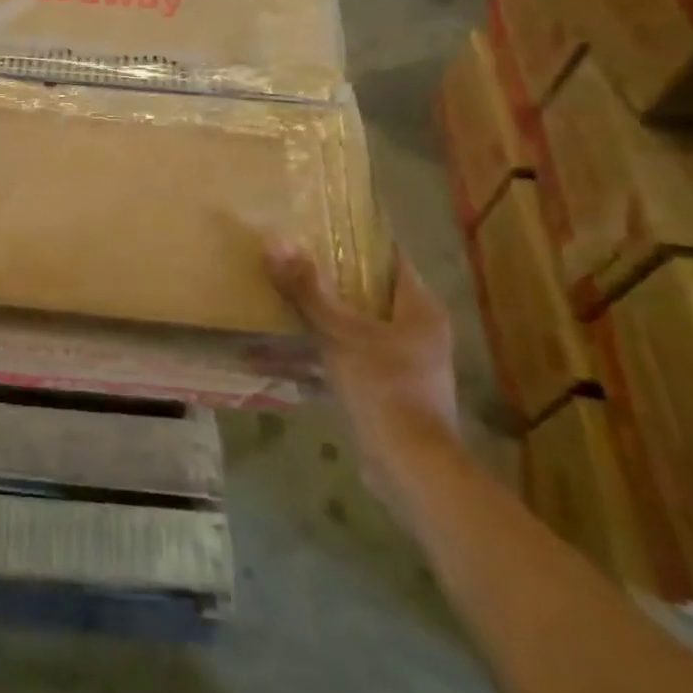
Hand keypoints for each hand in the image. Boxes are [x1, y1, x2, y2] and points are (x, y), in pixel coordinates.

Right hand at [266, 242, 460, 508]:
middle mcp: (418, 331)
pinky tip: (283, 353)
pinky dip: (322, 353)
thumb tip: (274, 242)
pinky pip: (349, 358)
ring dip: (324, 317)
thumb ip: (307, 291)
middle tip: (293, 258)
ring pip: (358, 326)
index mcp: (419, 309)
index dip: (361, 239)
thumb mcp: (339, 333)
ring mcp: (404, 363)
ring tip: (283, 299)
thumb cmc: (383, 388)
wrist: (411, 467)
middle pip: (372, 291)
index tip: (322, 225)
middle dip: (333, 277)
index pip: (391, 258)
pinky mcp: (387, 391)